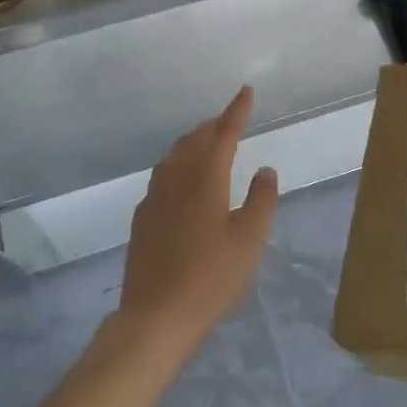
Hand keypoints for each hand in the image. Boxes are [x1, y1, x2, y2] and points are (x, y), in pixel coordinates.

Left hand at [118, 86, 278, 355]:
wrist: (156, 315)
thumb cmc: (211, 277)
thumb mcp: (249, 240)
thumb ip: (261, 200)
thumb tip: (264, 169)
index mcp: (206, 179)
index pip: (224, 134)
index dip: (237, 111)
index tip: (246, 91)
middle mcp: (176, 179)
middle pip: (194, 139)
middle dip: (214, 124)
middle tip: (229, 119)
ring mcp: (154, 198)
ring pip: (174, 155)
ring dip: (193, 142)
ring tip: (207, 143)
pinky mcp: (142, 218)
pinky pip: (162, 176)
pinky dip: (177, 165)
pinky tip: (181, 181)